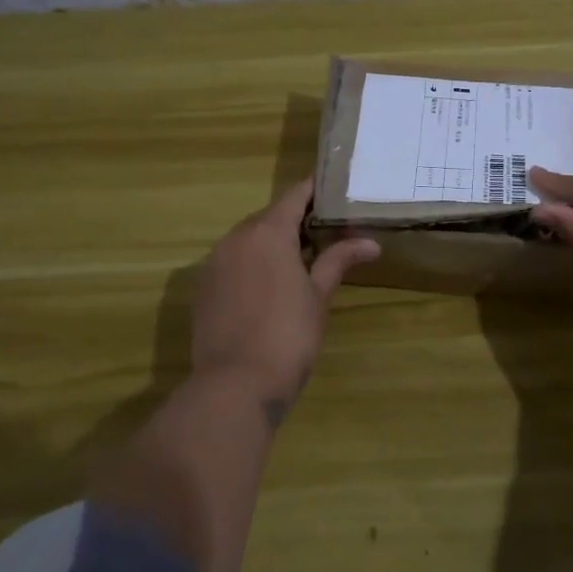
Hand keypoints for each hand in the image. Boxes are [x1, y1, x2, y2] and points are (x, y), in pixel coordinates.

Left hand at [190, 178, 378, 422]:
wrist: (236, 384)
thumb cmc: (288, 335)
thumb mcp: (319, 296)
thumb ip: (338, 261)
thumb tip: (370, 243)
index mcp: (267, 233)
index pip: (294, 196)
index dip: (314, 189)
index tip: (334, 187)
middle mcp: (235, 238)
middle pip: (269, 217)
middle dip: (295, 220)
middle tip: (325, 231)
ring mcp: (213, 263)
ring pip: (247, 240)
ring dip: (271, 243)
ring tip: (299, 260)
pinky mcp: (202, 288)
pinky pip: (231, 263)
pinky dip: (250, 264)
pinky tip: (267, 287)